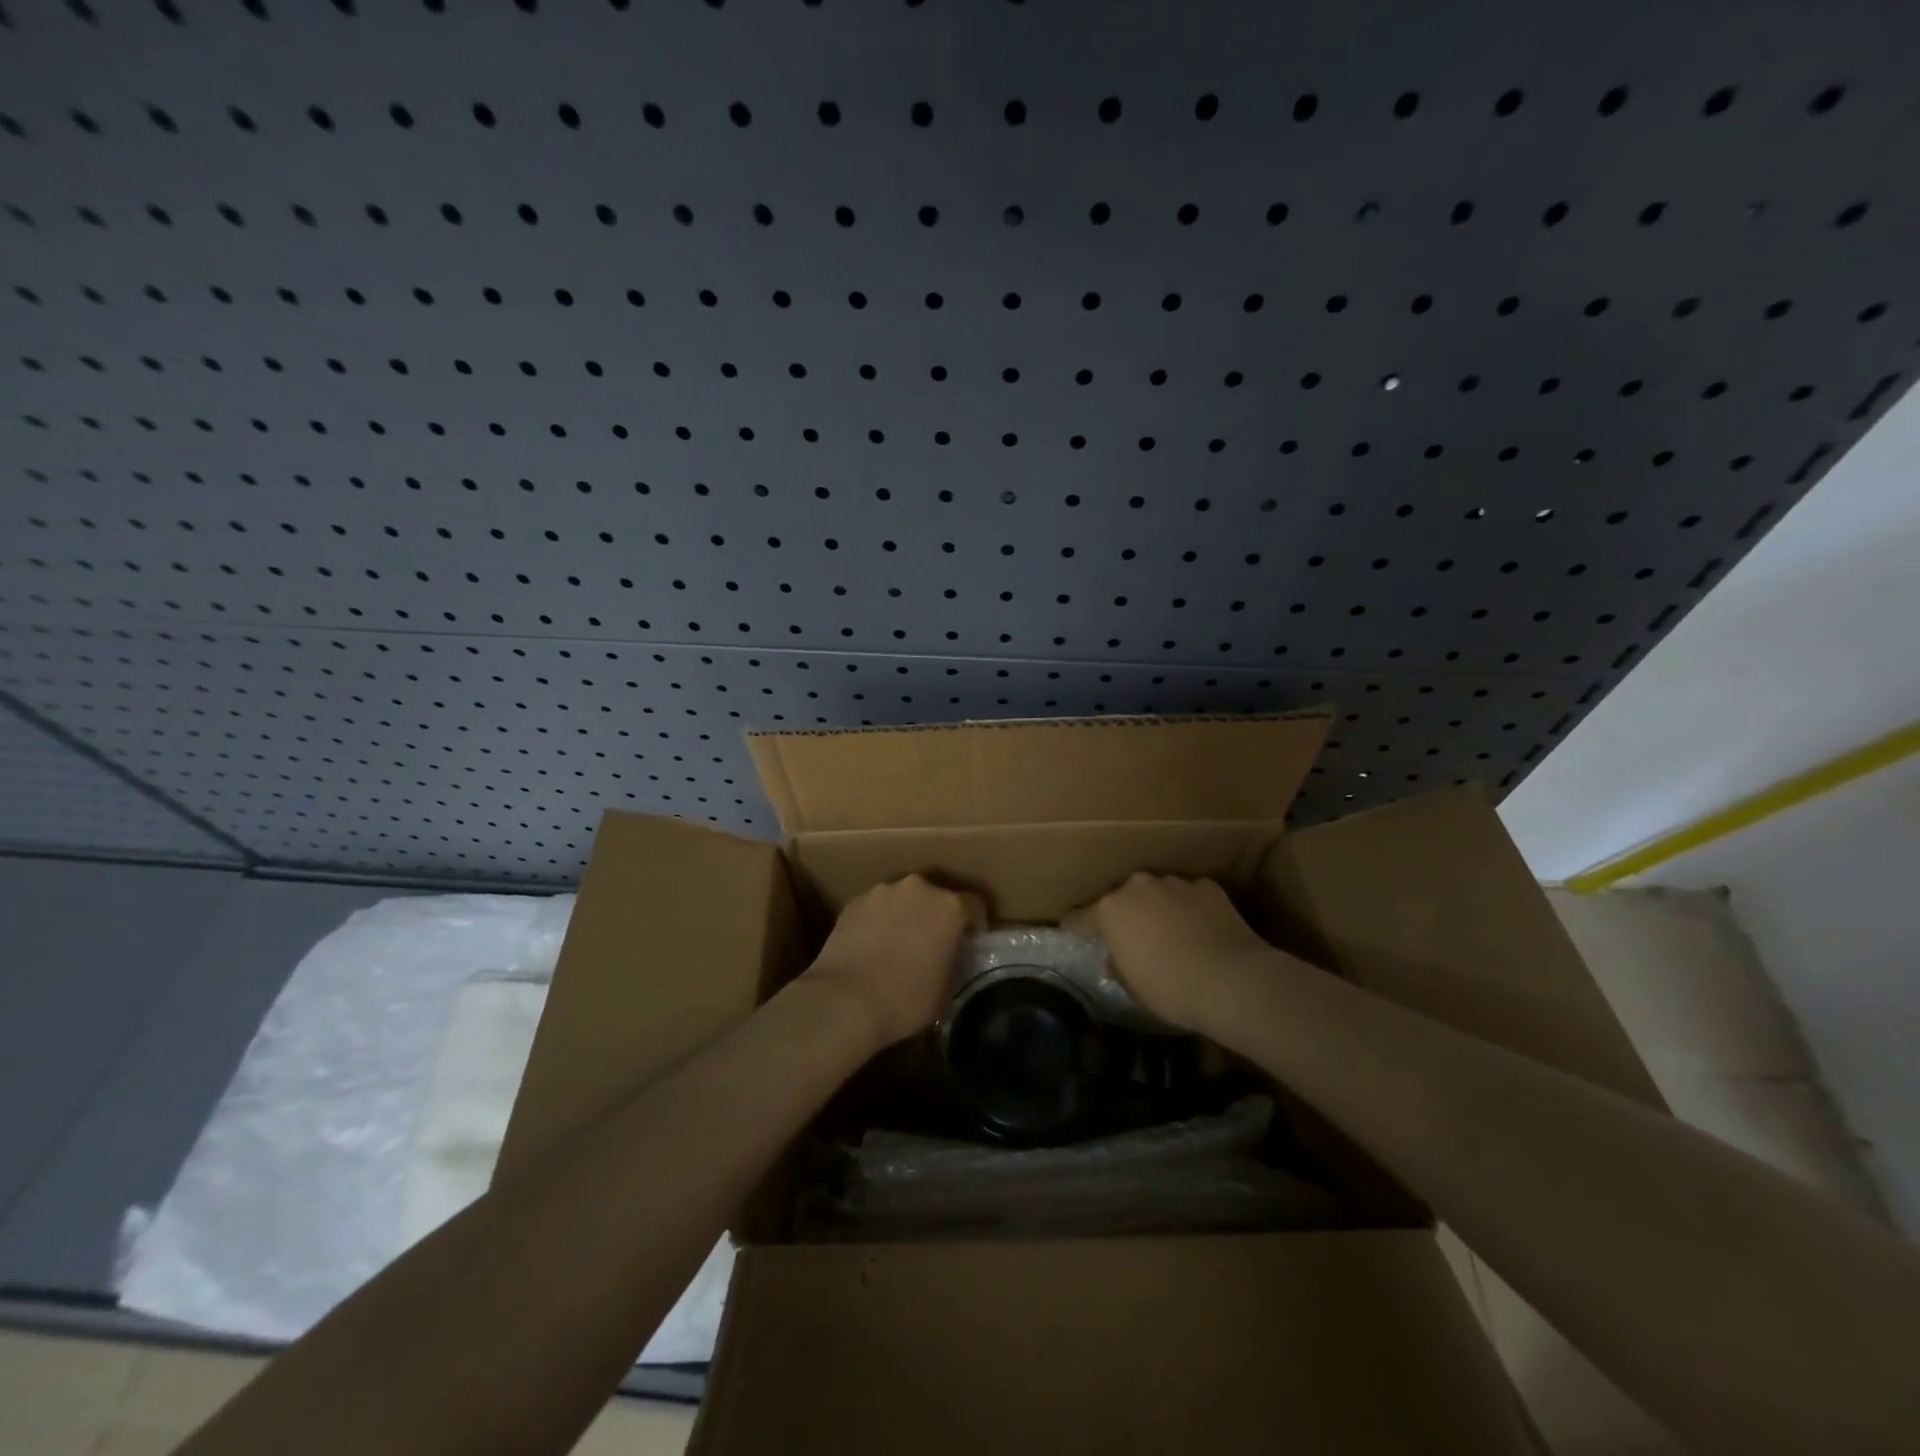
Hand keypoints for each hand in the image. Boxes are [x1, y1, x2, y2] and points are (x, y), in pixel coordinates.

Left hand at [804, 876, 985, 1047]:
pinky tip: (873, 946)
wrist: (845, 1001)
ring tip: (899, 943)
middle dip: (937, 916)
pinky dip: (879, 921)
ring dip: (906, 915)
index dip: (974, 924)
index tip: (971, 941)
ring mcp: (882, 892)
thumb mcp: (946, 990)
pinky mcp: (854, 902)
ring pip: (903, 900)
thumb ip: (953, 962)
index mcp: (949, 907)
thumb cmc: (906, 1000)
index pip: (974, 906)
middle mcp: (918, 888)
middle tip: (933, 942)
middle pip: (936, 897)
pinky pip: (876, 908)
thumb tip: (948, 958)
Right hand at [1066, 874, 1275, 1033]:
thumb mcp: (1134, 987)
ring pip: (1156, 893)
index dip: (1075, 928)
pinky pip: (1188, 897)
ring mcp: (1174, 883)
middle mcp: (1137, 887)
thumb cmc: (1172, 989)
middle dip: (1123, 914)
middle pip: (1120, 898)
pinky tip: (1200, 930)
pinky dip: (1189, 909)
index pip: (1079, 917)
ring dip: (1157, 908)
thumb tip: (1115, 958)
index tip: (1073, 934)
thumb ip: (1118, 966)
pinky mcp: (1207, 886)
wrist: (1233, 979)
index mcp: (1110, 910)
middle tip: (1130, 937)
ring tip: (1170, 933)